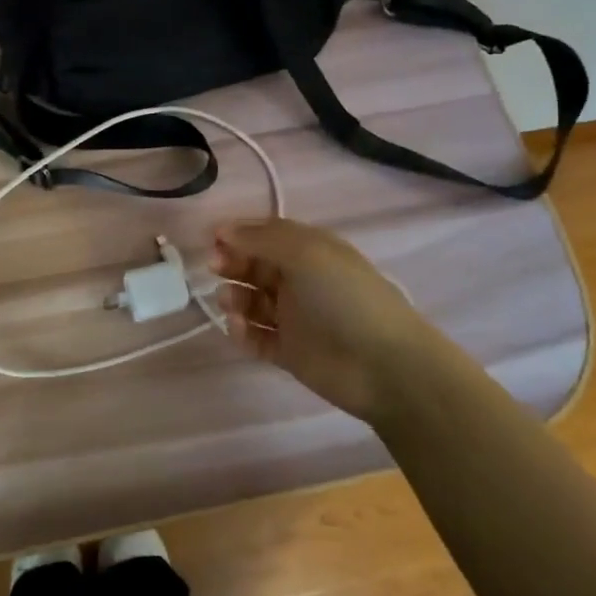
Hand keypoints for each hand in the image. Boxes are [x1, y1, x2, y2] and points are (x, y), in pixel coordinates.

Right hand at [212, 217, 449, 424]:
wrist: (384, 365)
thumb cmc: (345, 297)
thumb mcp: (306, 253)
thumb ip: (261, 239)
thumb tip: (223, 229)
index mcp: (310, 251)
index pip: (266, 235)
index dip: (239, 235)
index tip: (211, 239)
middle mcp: (300, 281)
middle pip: (255, 266)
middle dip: (232, 264)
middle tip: (214, 268)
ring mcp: (295, 318)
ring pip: (253, 302)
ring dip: (235, 298)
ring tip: (229, 303)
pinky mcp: (289, 352)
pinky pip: (257, 337)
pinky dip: (243, 332)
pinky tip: (238, 328)